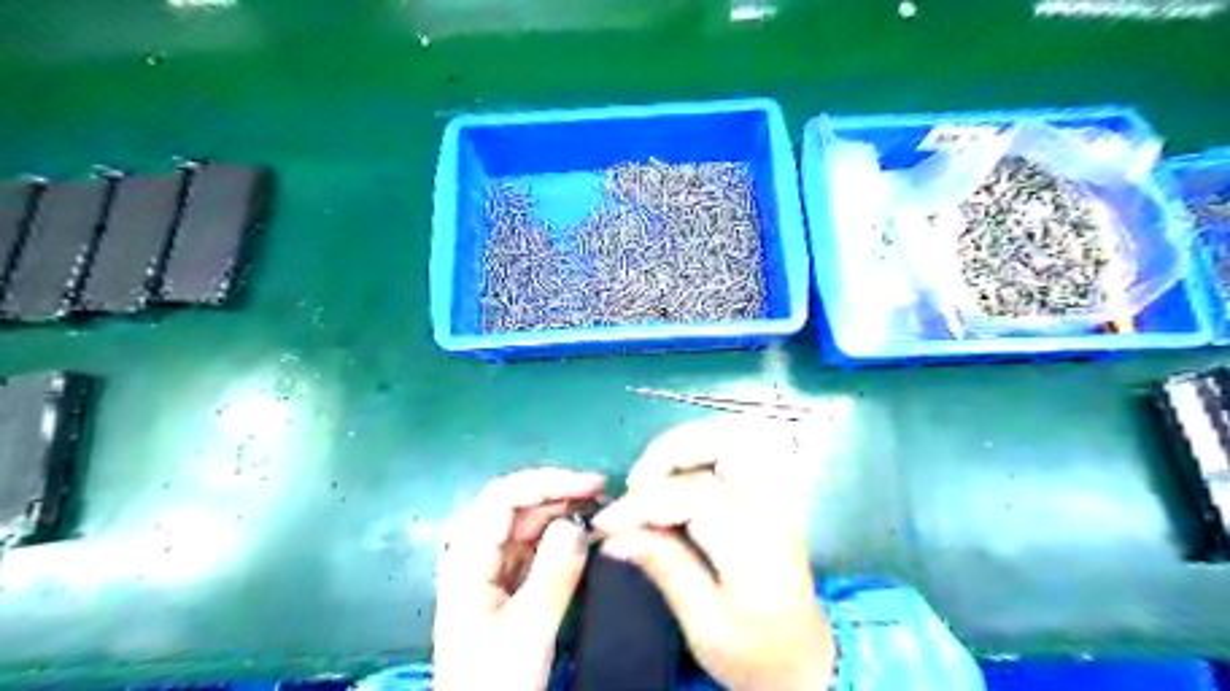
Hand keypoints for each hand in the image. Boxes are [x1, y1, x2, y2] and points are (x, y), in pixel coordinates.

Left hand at [431, 466, 602, 687]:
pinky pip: (536, 548)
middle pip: (518, 507)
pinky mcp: (507, 584)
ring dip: (564, 514)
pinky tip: (585, 536)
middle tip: (605, 496)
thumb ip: (554, 573)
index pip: (504, 498)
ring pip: (529, 525)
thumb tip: (578, 523)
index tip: (591, 484)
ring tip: (601, 511)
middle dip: (560, 495)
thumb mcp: (528, 630)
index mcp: (468, 558)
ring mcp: (492, 569)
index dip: (548, 482)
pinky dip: (562, 538)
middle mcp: (477, 554)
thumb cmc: (494, 681)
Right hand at [592, 418, 835, 690]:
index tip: (606, 523)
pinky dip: (701, 453)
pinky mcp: (770, 497)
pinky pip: (736, 454)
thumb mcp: (704, 623)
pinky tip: (677, 476)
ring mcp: (777, 498)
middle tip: (637, 481)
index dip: (643, 503)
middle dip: (673, 450)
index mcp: (757, 545)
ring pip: (734, 440)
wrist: (805, 663)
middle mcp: (773, 508)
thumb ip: (664, 566)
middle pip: (728, 445)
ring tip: (652, 476)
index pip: (695, 496)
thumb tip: (614, 535)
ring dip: (687, 447)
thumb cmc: (755, 652)